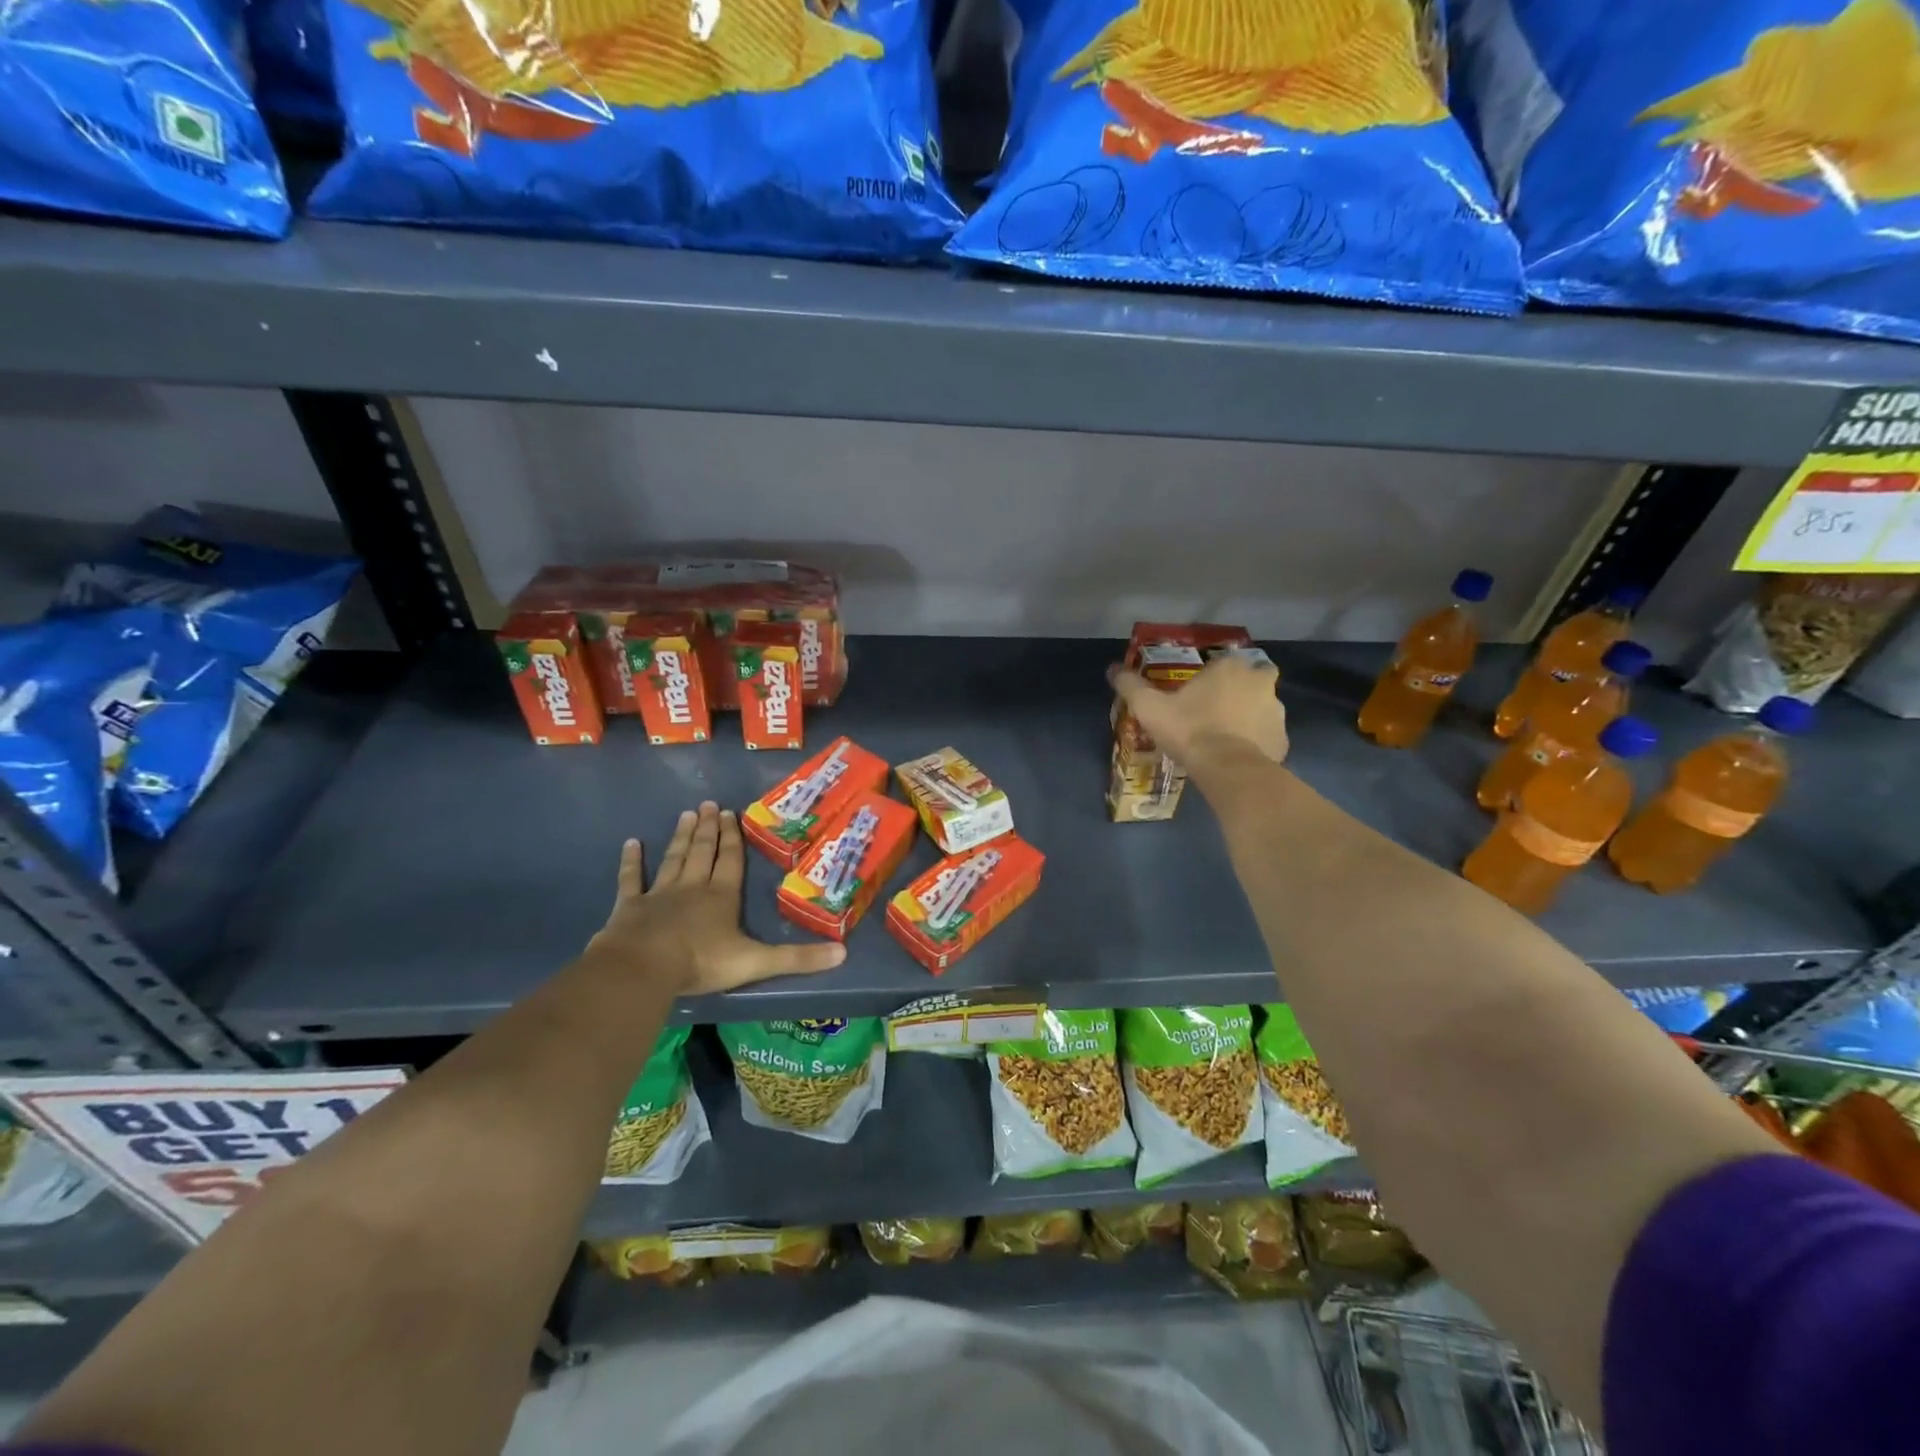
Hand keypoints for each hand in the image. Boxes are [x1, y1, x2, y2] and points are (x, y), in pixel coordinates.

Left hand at [588, 801, 845, 995]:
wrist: (644, 968)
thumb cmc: (702, 962)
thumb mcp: (757, 962)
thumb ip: (798, 958)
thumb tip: (843, 954)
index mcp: (722, 896)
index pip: (730, 861)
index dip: (732, 838)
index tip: (730, 813)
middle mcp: (693, 887)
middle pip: (703, 852)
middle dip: (708, 829)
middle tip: (709, 804)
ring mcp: (659, 894)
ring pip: (674, 858)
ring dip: (681, 837)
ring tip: (687, 814)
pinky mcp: (630, 907)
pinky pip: (632, 879)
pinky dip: (631, 861)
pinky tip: (631, 843)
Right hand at [1111, 653, 1288, 767]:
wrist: (1227, 769)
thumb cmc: (1189, 729)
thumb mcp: (1149, 707)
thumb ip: (1131, 686)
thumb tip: (1112, 669)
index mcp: (1231, 667)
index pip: (1223, 663)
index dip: (1210, 678)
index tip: (1195, 695)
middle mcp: (1261, 682)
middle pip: (1249, 682)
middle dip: (1236, 693)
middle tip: (1213, 714)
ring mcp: (1277, 712)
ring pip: (1261, 709)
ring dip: (1247, 718)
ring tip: (1223, 739)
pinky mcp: (1283, 741)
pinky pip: (1267, 736)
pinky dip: (1255, 743)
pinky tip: (1235, 757)